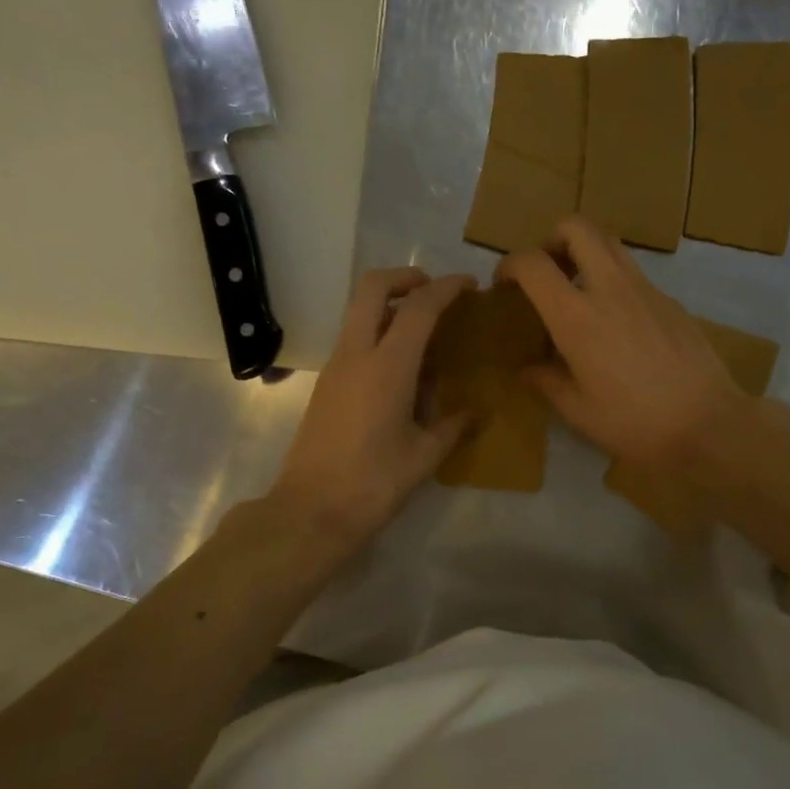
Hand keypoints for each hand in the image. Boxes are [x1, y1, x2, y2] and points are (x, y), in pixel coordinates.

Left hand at [268, 267, 474, 554]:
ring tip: (425, 333)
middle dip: (405, 277)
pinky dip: (378, 333)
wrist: (311, 511)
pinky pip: (354, 339)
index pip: (418, 307)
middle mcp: (356, 354)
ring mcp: (335, 367)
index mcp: (387, 366)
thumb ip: (454, 426)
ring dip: (390, 306)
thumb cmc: (374, 483)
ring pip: (358, 312)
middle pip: (372, 288)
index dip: (446, 288)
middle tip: (434, 292)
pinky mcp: (325, 384)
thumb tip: (478, 413)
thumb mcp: (424, 456)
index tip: (469, 285)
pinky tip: (403, 368)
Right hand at [497, 216, 744, 468]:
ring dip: (585, 252)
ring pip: (609, 242)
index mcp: (577, 317)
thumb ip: (546, 382)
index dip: (509, 264)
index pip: (533, 263)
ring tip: (577, 290)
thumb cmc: (634, 423)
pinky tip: (615, 321)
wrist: (708, 424)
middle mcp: (610, 288)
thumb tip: (526, 371)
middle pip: (577, 227)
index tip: (504, 284)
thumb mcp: (578, 411)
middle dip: (551, 238)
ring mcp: (645, 289)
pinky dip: (612, 279)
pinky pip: (633, 272)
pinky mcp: (669, 300)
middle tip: (546, 272)